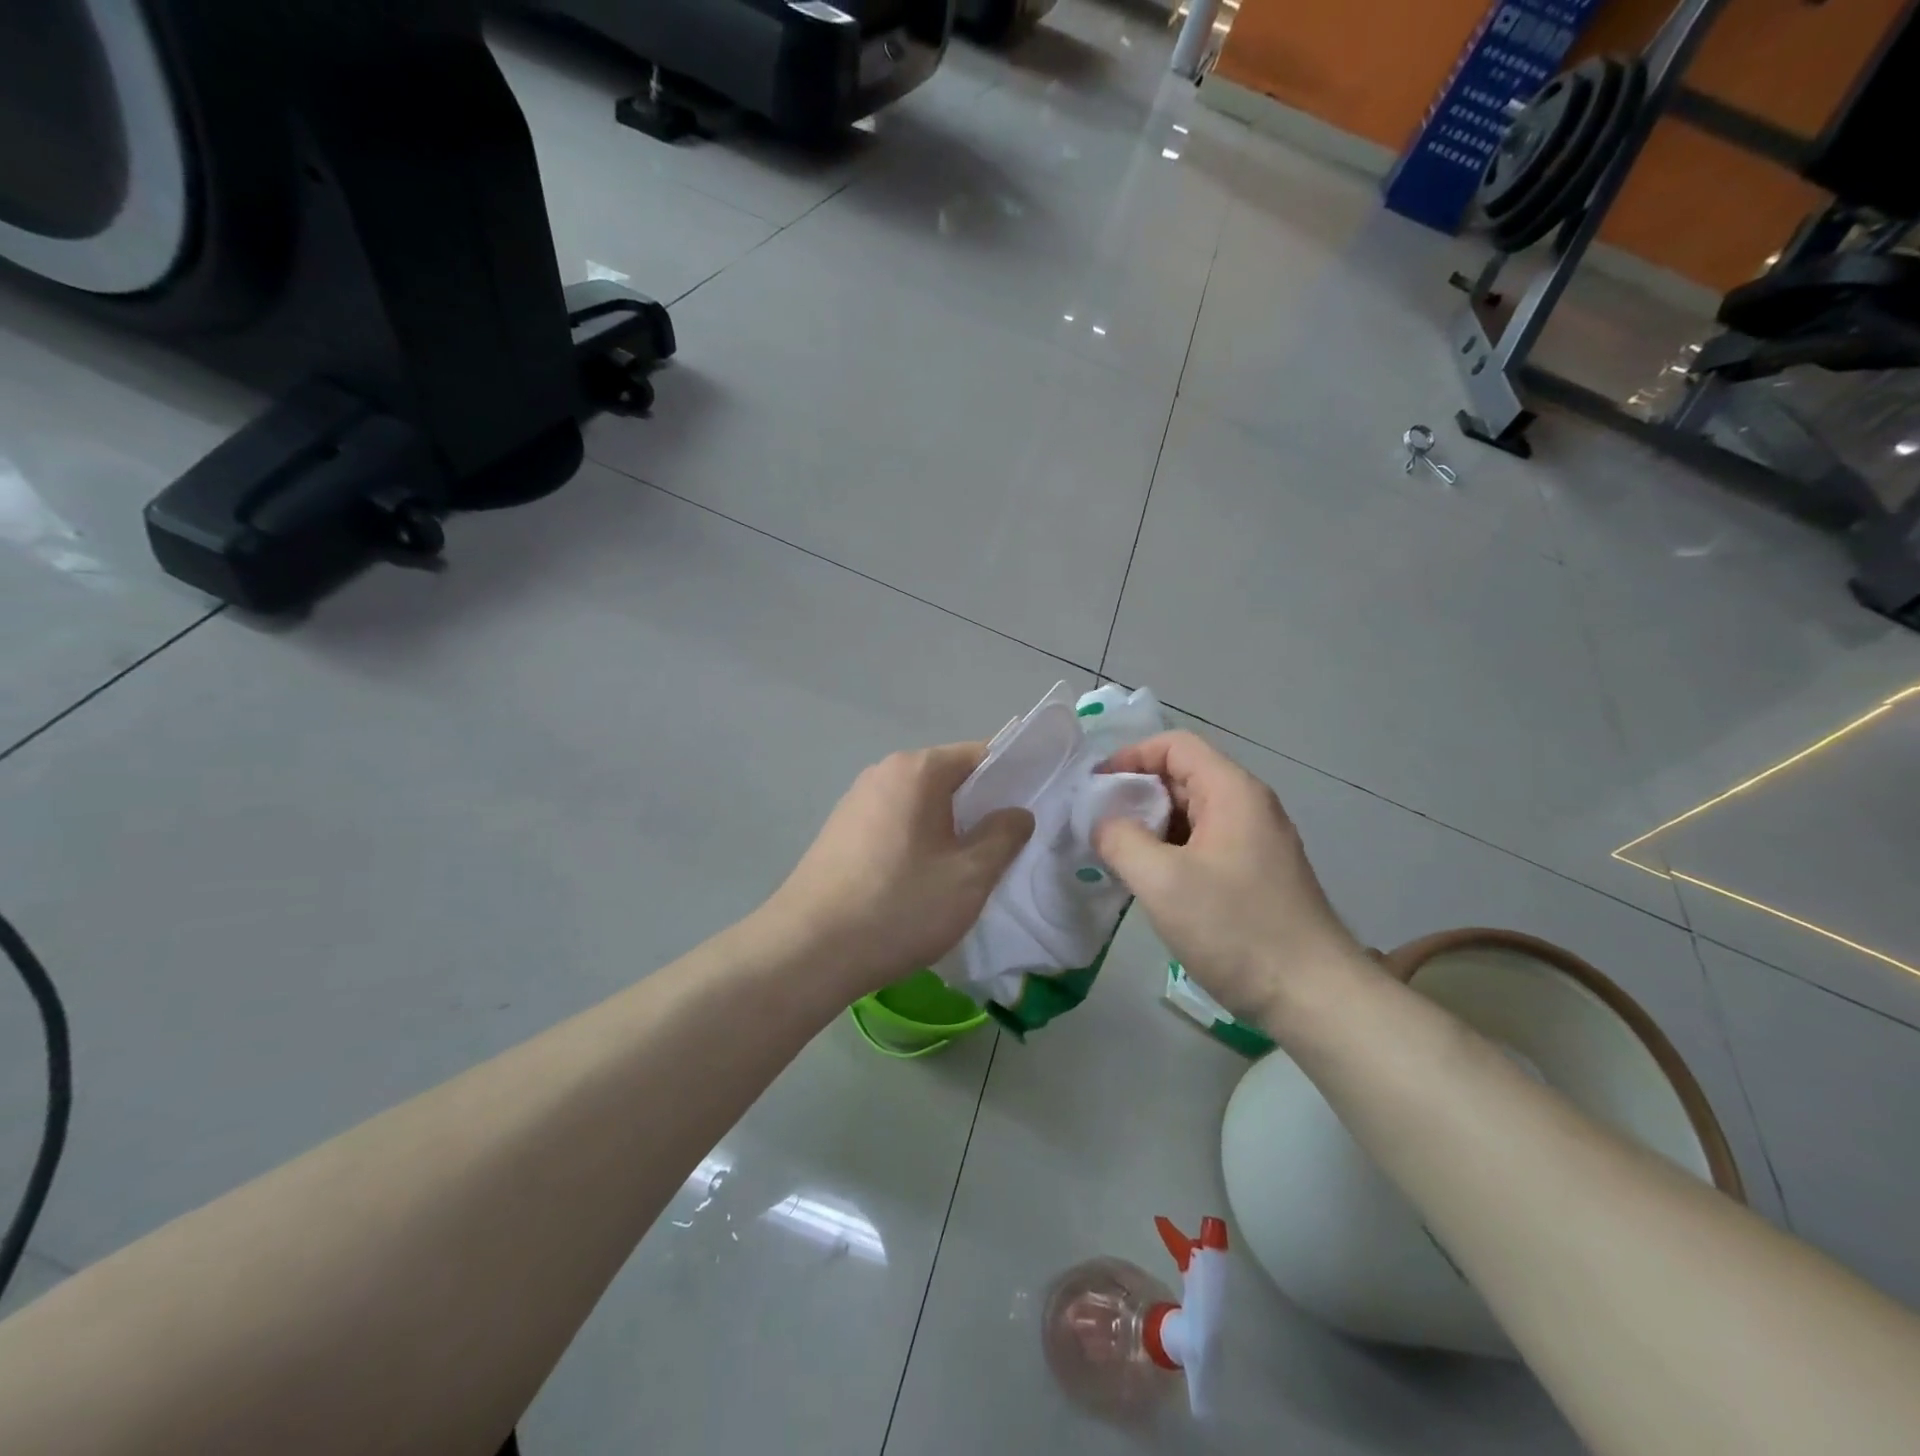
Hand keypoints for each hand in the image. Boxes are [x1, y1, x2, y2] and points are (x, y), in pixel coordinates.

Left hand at [767, 742, 1033, 997]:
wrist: (808, 950)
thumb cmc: (899, 906)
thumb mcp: (969, 876)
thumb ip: (1003, 836)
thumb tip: (1016, 813)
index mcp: (917, 770)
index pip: (980, 755)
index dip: (1012, 779)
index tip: (1031, 812)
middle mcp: (883, 772)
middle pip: (948, 778)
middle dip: (979, 808)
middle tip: (1002, 850)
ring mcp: (855, 801)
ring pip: (920, 804)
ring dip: (947, 829)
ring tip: (962, 872)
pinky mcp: (839, 832)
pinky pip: (894, 824)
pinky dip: (916, 842)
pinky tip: (918, 883)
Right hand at [1094, 731, 1366, 1027]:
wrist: (1313, 997)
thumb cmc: (1236, 929)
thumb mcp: (1162, 881)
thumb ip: (1120, 839)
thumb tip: (1104, 823)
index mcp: (1232, 792)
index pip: (1174, 746)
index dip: (1130, 757)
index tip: (1094, 788)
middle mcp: (1248, 806)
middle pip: (1182, 776)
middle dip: (1135, 793)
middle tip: (1096, 825)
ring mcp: (1256, 841)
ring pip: (1191, 814)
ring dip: (1150, 825)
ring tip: (1116, 854)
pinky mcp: (1256, 874)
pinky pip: (1203, 844)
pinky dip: (1170, 850)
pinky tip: (1150, 881)